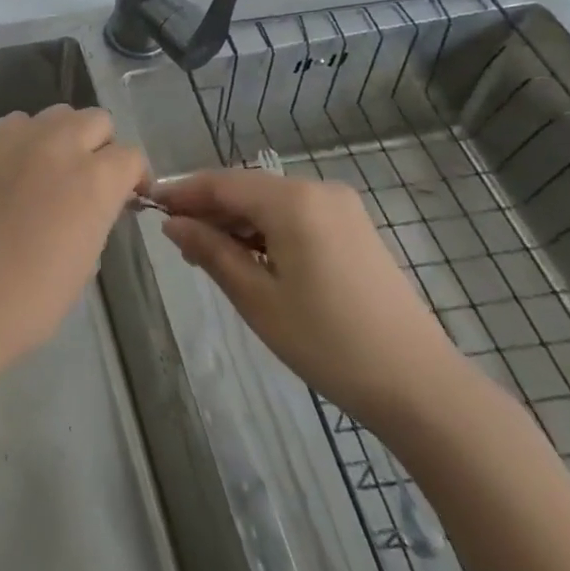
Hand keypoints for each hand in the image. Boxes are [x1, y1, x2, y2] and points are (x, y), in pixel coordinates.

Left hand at [0, 105, 148, 374]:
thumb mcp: (89, 255)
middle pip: (96, 120)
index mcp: (95, 179)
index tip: (126, 195)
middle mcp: (61, 144)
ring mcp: (20, 138)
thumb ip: (99, 211)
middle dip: (100, 146)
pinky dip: (25, 138)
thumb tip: (98, 199)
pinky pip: (17, 123)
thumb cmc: (36, 295)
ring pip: (57, 115)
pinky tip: (17, 168)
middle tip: (88, 178)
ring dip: (63, 136)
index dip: (132, 176)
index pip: (130, 156)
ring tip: (50, 169)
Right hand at [160, 168, 470, 430]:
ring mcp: (341, 208)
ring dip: (236, 223)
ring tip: (210, 258)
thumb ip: (211, 251)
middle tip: (179, 244)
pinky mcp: (355, 229)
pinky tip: (251, 260)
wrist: (421, 387)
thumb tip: (172, 223)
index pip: (222, 183)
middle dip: (209, 211)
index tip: (149, 206)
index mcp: (293, 201)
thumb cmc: (329, 342)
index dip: (182, 193)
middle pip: (246, 189)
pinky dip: (266, 231)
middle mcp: (318, 190)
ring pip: (270, 202)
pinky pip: (295, 216)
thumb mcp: (257, 298)